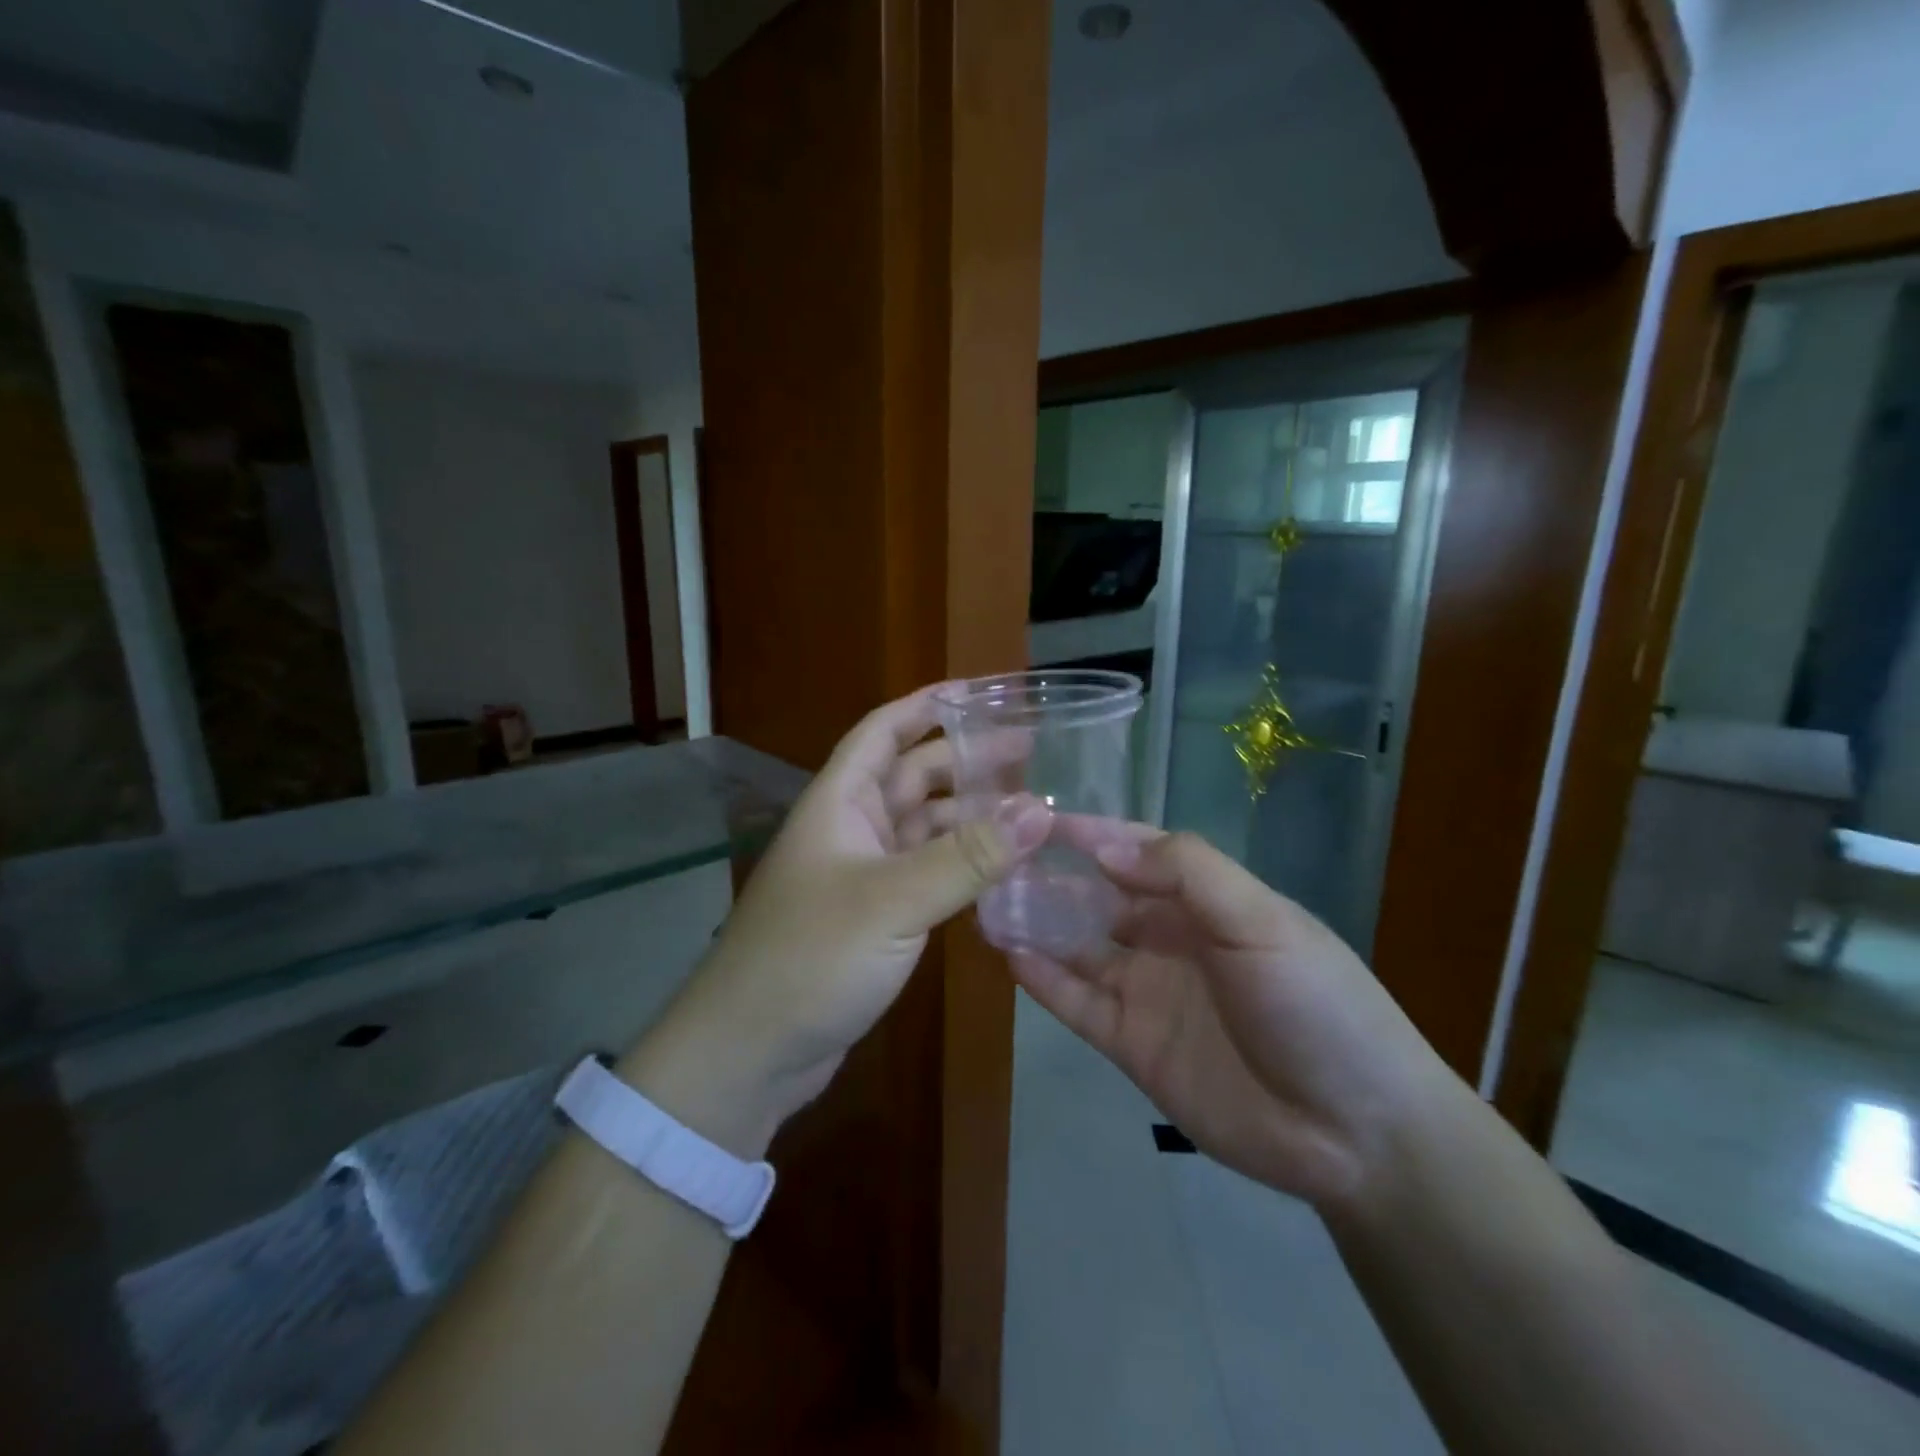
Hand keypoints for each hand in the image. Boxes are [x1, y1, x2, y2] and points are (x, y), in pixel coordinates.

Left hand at [620, 686, 1049, 1155]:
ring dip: (969, 814)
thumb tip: (1041, 808)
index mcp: (840, 802)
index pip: (884, 730)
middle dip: (966, 759)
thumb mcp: (894, 900)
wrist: (750, 1052)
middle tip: (1031, 752)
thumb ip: (968, 855)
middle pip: (912, 775)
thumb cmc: (811, 957)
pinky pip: (926, 871)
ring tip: (1030, 807)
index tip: (983, 691)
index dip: (929, 704)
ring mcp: (862, 874)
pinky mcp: (876, 917)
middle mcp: (851, 828)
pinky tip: (1002, 866)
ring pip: (923, 826)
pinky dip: (961, 863)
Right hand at [1008, 821, 1451, 1209]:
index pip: (1138, 853)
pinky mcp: (1132, 1045)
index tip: (1037, 817)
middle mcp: (1172, 940)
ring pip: (1079, 948)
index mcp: (1207, 902)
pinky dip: (1044, 980)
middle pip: (1099, 898)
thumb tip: (1105, 846)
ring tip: (987, 902)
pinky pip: (1078, 1004)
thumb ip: (1187, 873)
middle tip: (994, 859)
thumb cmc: (1316, 1004)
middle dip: (1052, 878)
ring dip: (1038, 925)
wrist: (1356, 1132)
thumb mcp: (1261, 921)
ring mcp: (1149, 993)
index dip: (1091, 834)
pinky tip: (1010, 955)